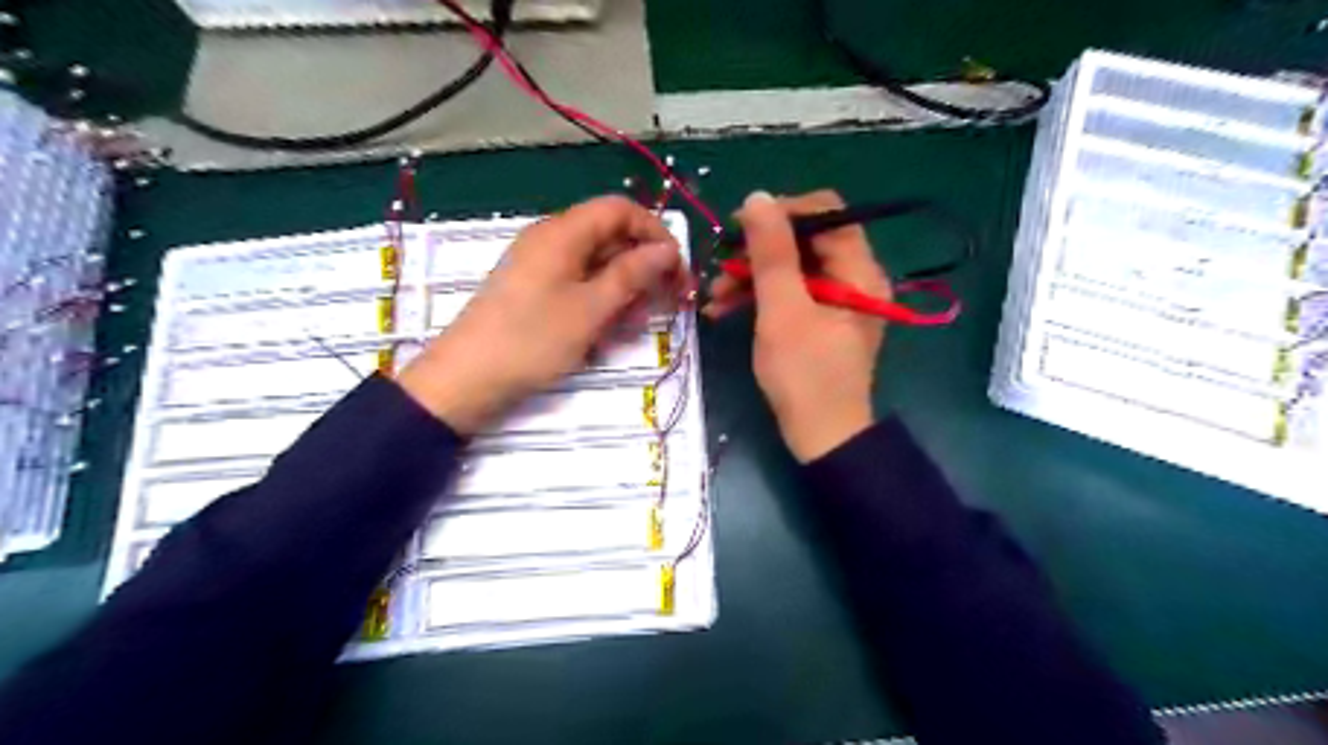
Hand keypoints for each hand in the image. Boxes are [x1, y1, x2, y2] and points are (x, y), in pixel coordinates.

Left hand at [397, 196, 678, 433]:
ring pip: (597, 265)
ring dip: (624, 290)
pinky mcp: (535, 292)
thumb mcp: (591, 308)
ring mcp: (541, 267)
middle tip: (667, 302)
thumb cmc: (532, 339)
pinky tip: (608, 332)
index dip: (655, 232)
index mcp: (563, 233)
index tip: (677, 268)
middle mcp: (552, 241)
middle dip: (643, 266)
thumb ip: (632, 274)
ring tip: (635, 325)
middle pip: (610, 237)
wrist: (466, 379)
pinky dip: (600, 303)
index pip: (620, 210)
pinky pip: (578, 286)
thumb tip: (667, 249)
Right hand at [704, 191, 891, 463]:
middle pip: (805, 240)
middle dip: (759, 251)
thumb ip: (771, 254)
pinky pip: (790, 293)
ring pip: (792, 268)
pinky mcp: (821, 319)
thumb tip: (757, 197)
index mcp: (859, 269)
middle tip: (721, 265)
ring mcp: (838, 299)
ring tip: (714, 295)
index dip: (783, 212)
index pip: (826, 212)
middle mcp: (855, 277)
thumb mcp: (783, 311)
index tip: (742, 228)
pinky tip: (725, 309)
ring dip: (752, 276)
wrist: (822, 437)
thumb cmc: (805, 375)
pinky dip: (760, 297)